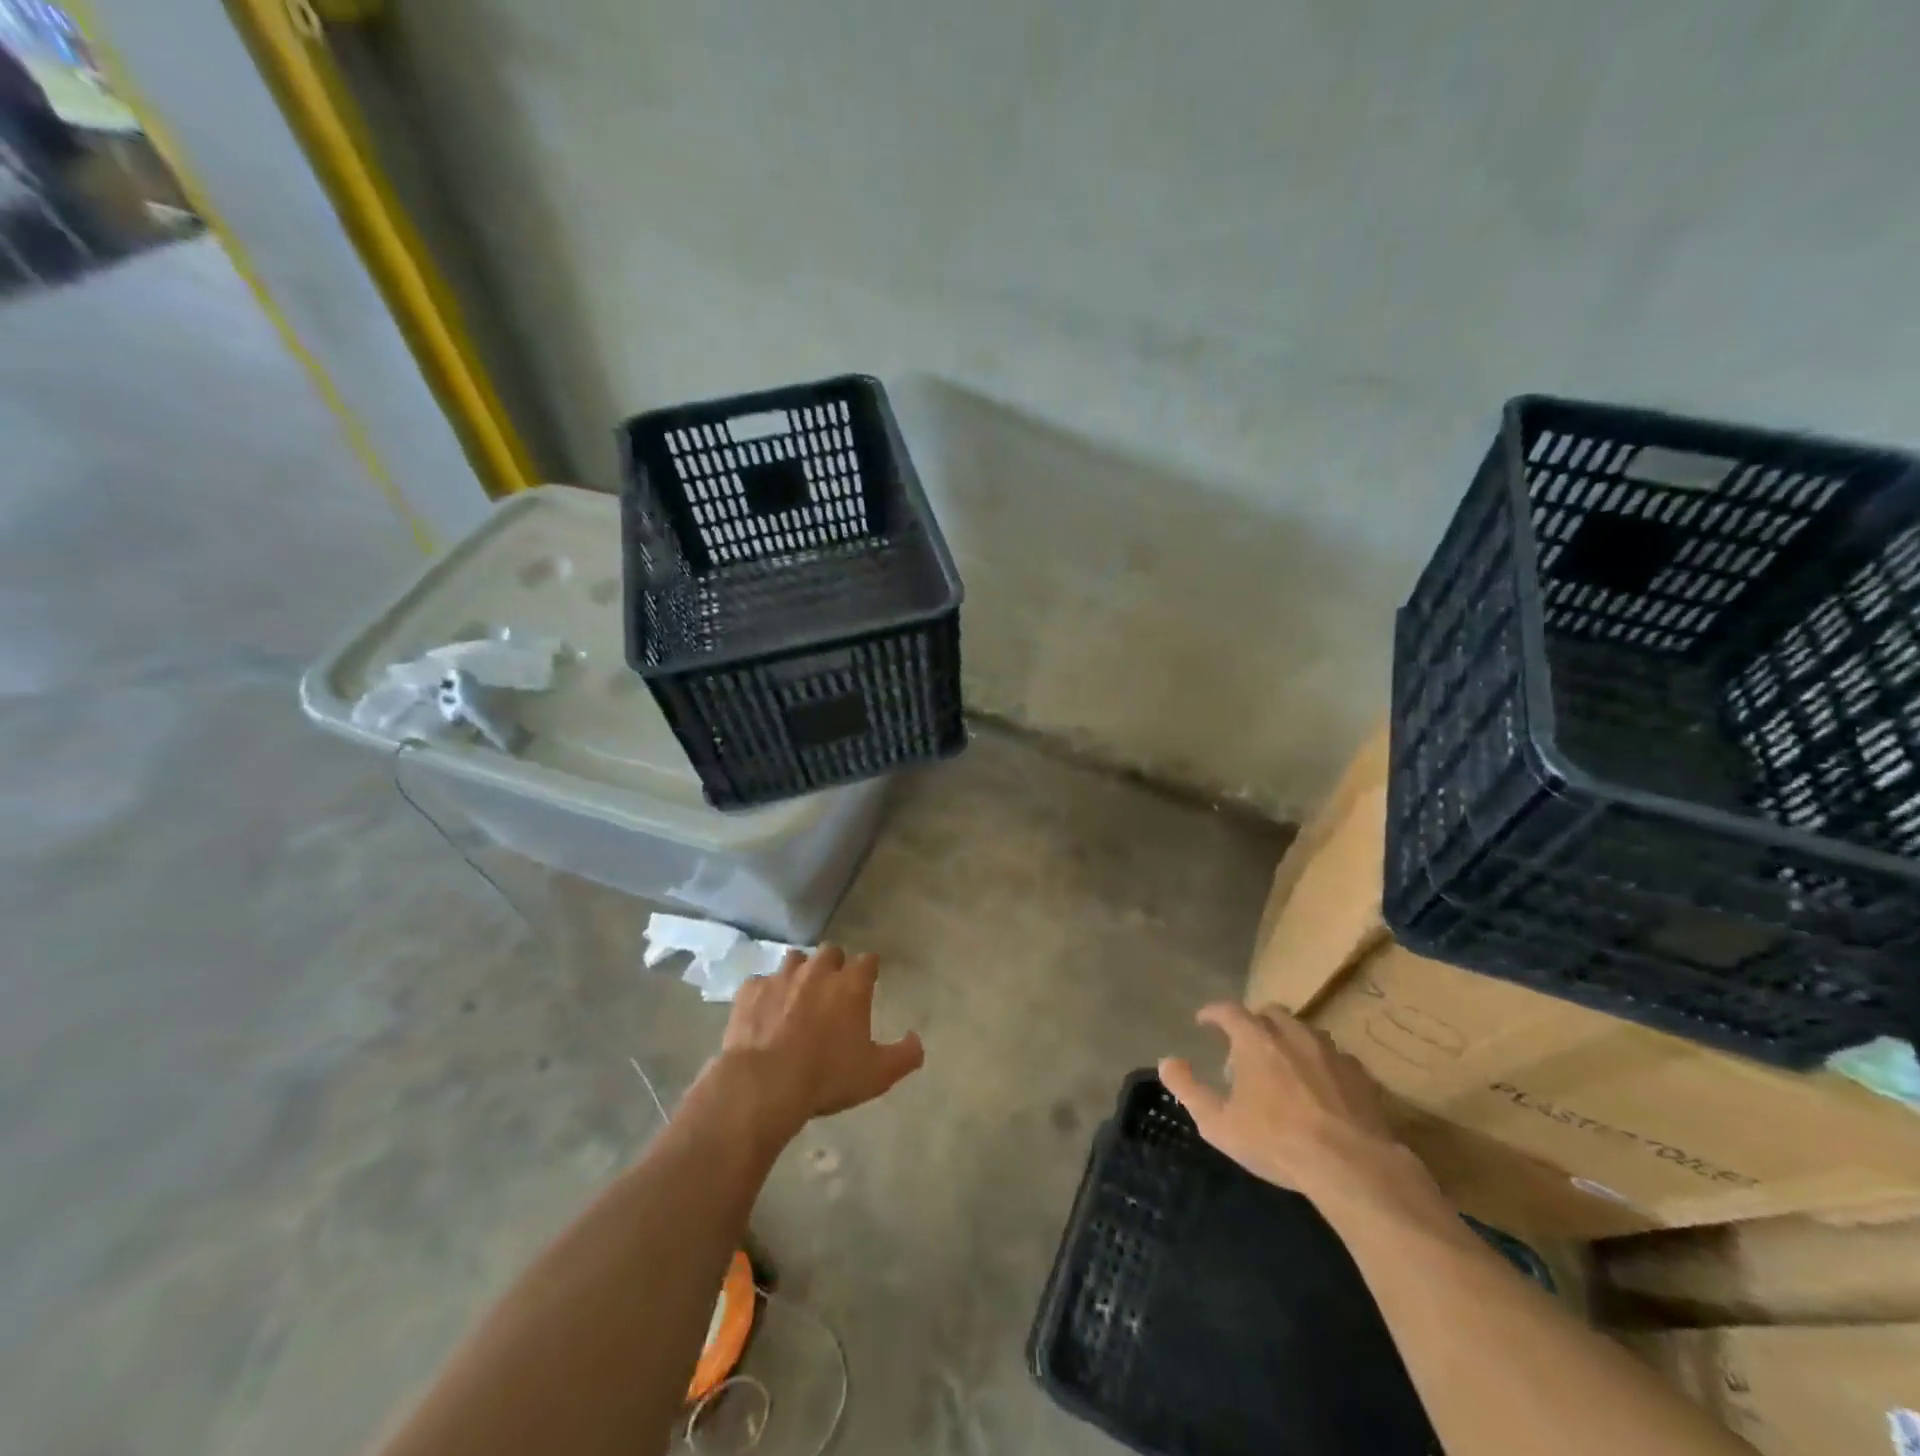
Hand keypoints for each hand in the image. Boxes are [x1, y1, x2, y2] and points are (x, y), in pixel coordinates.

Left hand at [707, 945, 924, 1144]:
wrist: (764, 1084)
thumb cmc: (826, 1076)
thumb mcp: (876, 1074)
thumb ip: (904, 1055)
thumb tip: (917, 1041)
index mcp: (851, 985)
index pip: (868, 961)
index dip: (869, 970)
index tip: (868, 981)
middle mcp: (818, 970)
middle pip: (831, 952)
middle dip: (834, 965)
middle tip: (832, 991)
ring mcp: (781, 977)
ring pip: (795, 959)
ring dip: (799, 972)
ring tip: (797, 996)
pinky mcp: (750, 990)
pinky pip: (760, 982)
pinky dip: (765, 993)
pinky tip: (764, 1013)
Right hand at [1159, 1002, 1438, 1216]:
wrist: (1353, 1166)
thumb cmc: (1277, 1140)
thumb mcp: (1218, 1123)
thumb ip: (1188, 1088)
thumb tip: (1167, 1061)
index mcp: (1255, 1038)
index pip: (1228, 1010)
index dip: (1213, 1013)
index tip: (1204, 1021)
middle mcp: (1292, 1033)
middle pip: (1269, 1013)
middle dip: (1254, 1023)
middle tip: (1245, 1047)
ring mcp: (1330, 1051)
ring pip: (1304, 1032)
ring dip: (1288, 1041)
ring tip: (1283, 1067)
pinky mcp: (1360, 1074)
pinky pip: (1333, 1058)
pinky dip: (1319, 1064)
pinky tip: (1320, 1089)